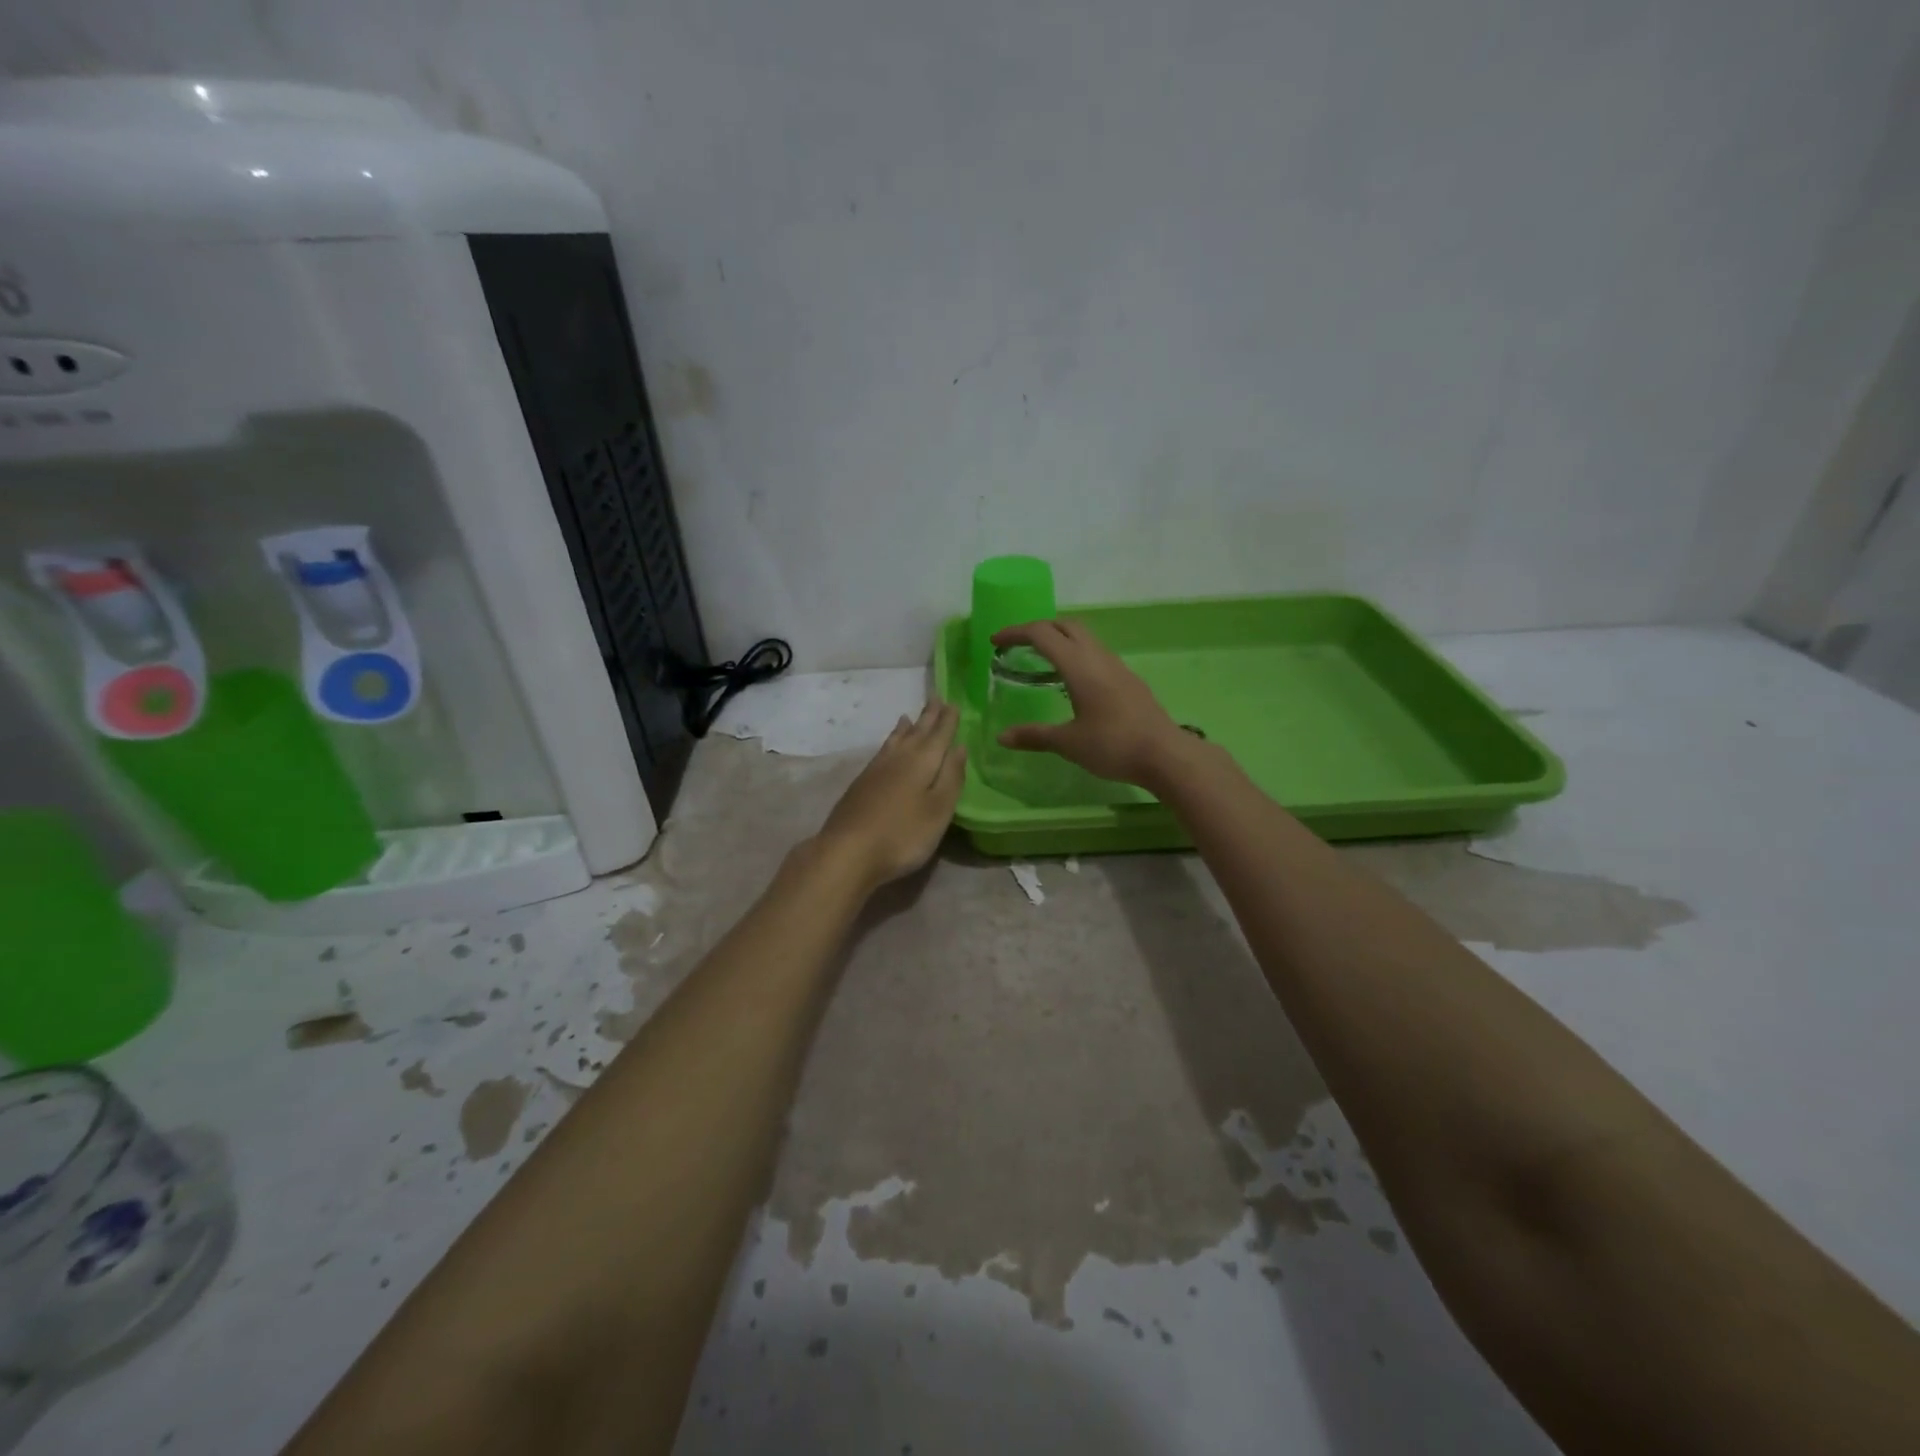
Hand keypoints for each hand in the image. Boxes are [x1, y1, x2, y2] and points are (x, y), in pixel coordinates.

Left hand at [815, 699, 966, 889]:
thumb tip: (960, 747)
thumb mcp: (939, 809)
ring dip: (906, 728)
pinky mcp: (861, 784)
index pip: (939, 735)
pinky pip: (882, 751)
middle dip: (928, 717)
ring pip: (896, 741)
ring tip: (909, 717)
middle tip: (935, 698)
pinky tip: (888, 748)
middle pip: (917, 732)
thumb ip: (951, 777)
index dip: (947, 720)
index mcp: (922, 762)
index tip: (953, 702)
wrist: (848, 851)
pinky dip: (890, 742)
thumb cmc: (903, 834)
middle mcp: (899, 758)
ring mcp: (876, 770)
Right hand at [990, 620, 1191, 787]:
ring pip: (1085, 638)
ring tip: (1041, 661)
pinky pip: (1096, 654)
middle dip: (1039, 629)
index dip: (1016, 632)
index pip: (1042, 633)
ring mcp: (1117, 666)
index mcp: (1079, 665)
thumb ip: (1034, 736)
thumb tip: (1002, 737)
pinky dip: (1076, 654)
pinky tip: (1072, 681)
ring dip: (1060, 639)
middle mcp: (1098, 657)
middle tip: (1018, 646)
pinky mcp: (1128, 679)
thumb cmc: (1113, 745)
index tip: (995, 641)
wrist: (1165, 755)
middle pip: (1065, 626)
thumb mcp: (1068, 743)